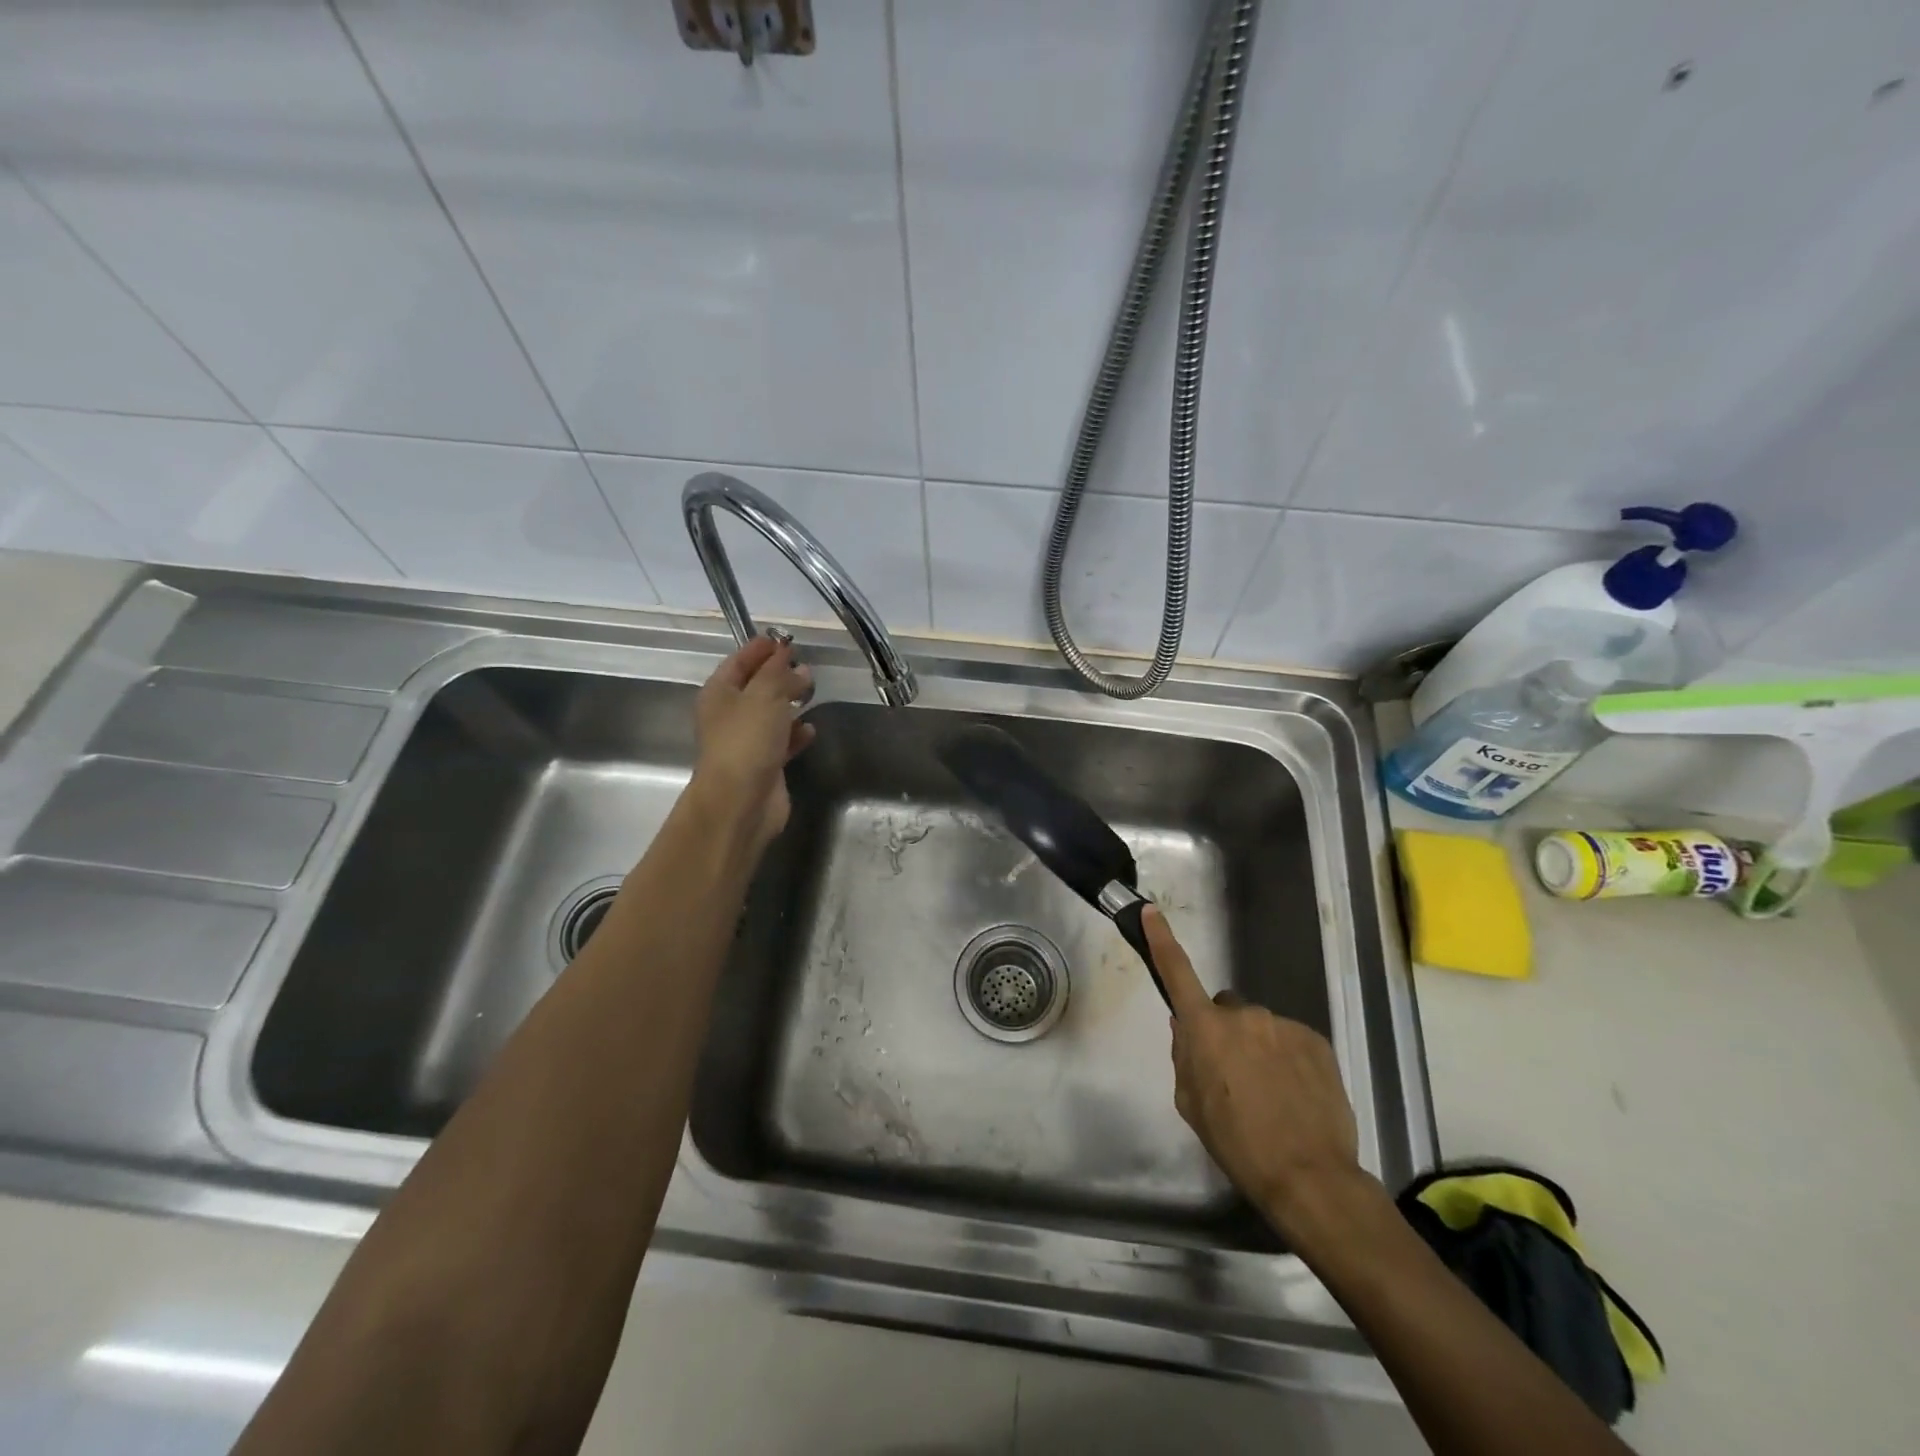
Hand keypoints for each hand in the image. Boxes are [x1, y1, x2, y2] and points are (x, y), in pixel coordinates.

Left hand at [692, 636, 815, 848]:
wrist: (741, 801)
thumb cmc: (747, 740)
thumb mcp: (764, 695)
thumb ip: (779, 673)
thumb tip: (793, 660)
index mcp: (719, 693)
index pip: (739, 662)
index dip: (760, 649)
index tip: (784, 638)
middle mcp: (729, 715)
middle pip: (755, 687)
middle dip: (778, 675)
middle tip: (805, 665)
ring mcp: (746, 742)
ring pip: (770, 714)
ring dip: (789, 703)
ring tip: (811, 692)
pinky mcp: (765, 765)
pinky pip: (782, 741)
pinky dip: (796, 733)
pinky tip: (810, 729)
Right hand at [1146, 907, 1364, 1232]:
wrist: (1310, 1176)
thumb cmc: (1237, 1143)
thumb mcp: (1191, 1104)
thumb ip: (1185, 1058)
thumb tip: (1187, 1031)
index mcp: (1205, 1028)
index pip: (1177, 973)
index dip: (1162, 940)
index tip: (1152, 911)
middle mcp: (1243, 1015)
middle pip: (1224, 1010)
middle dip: (1223, 1031)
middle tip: (1232, 1075)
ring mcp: (1282, 1024)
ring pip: (1259, 1028)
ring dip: (1258, 1048)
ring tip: (1271, 1094)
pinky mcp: (1316, 1039)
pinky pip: (1290, 1040)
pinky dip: (1288, 1059)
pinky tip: (1295, 1095)